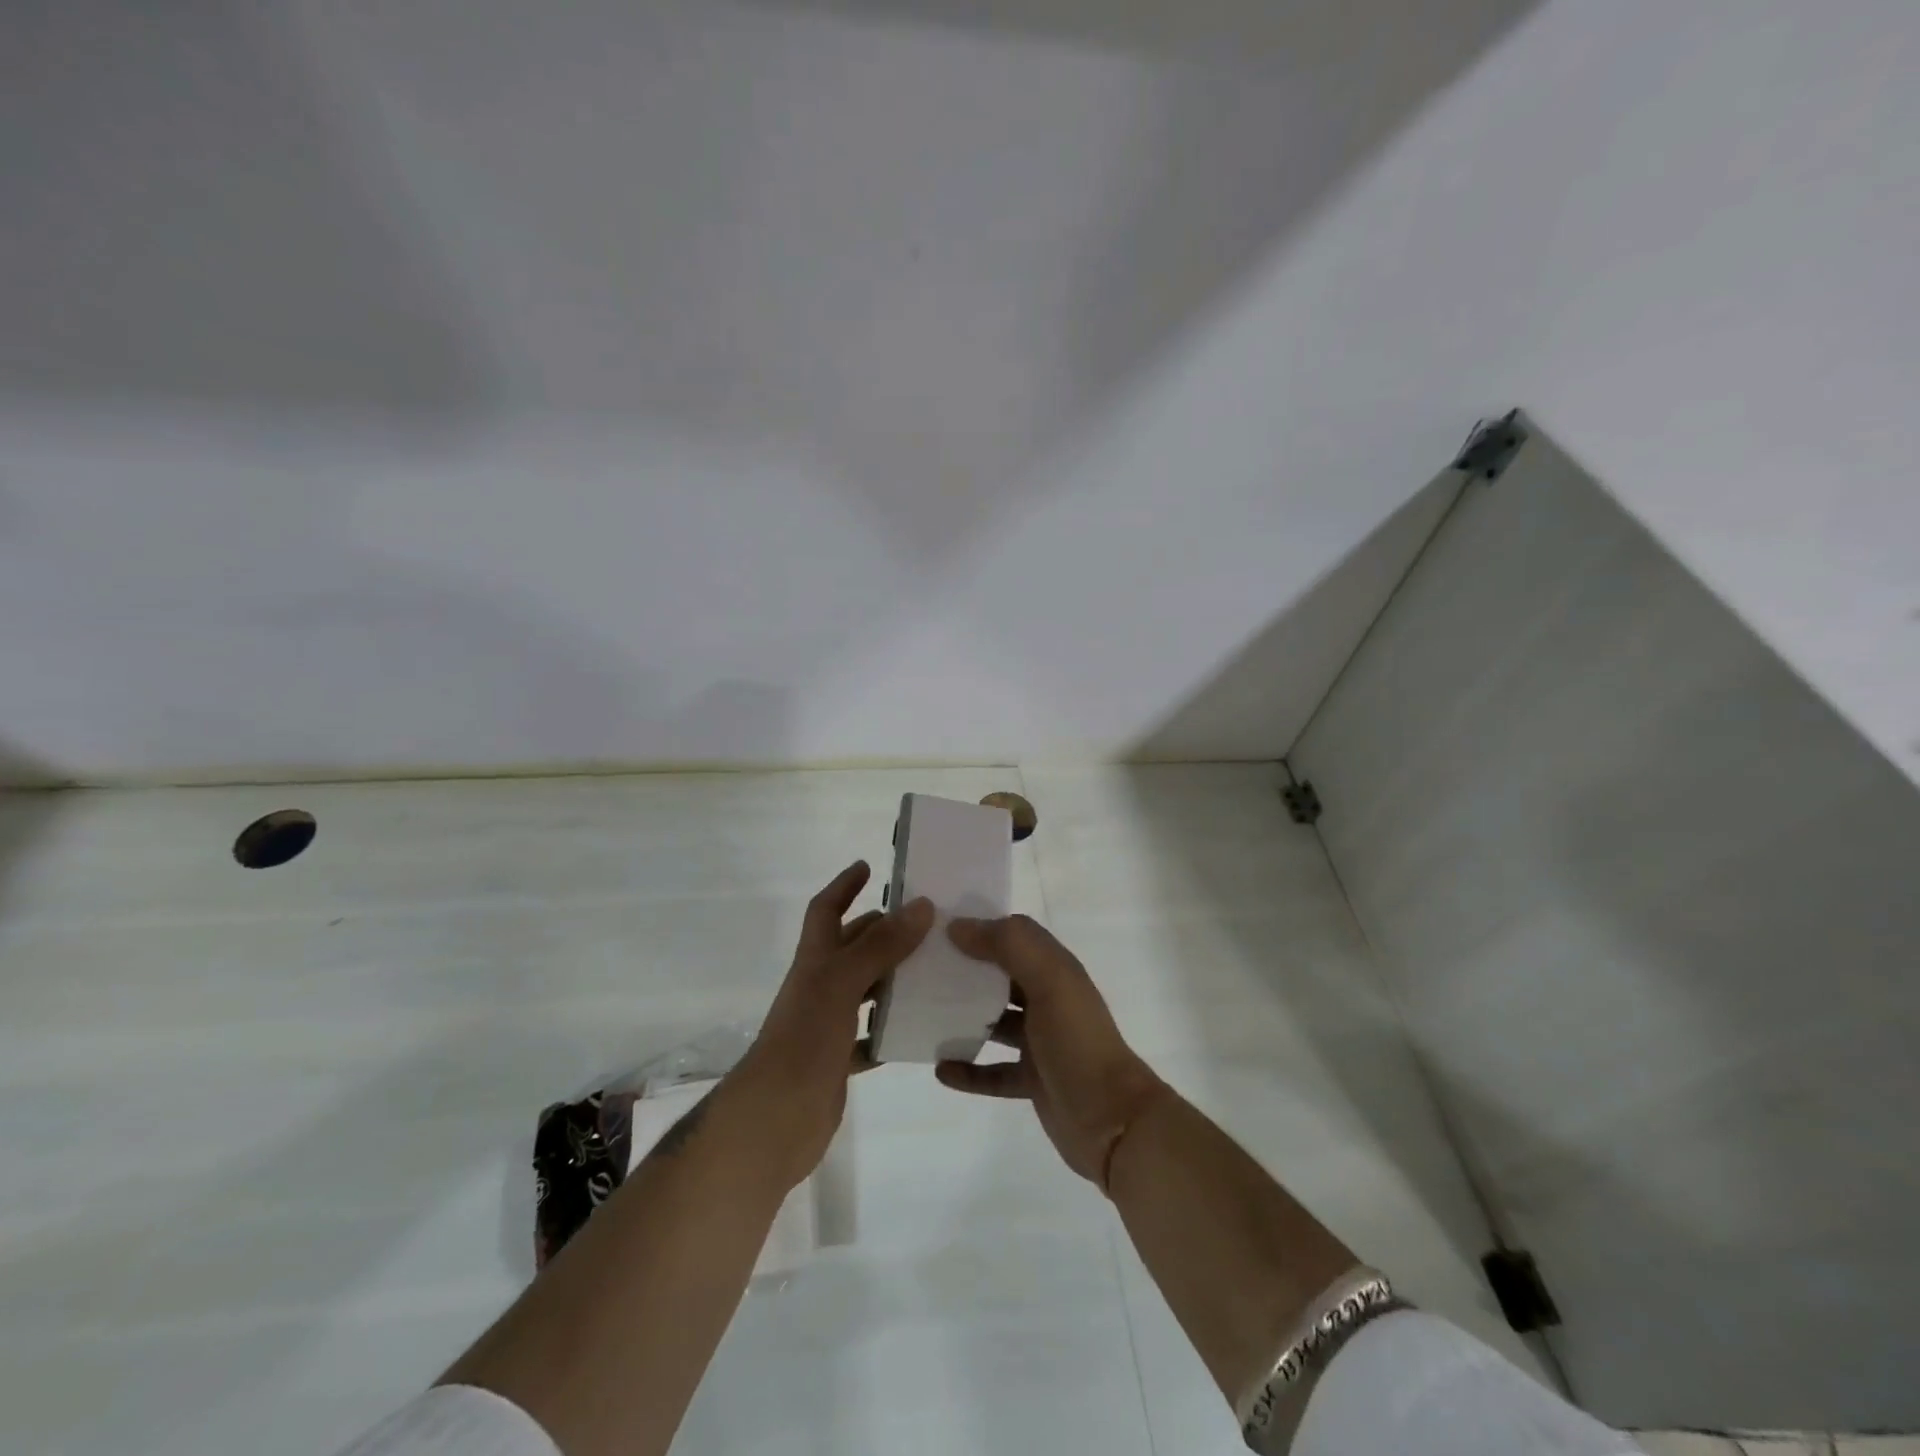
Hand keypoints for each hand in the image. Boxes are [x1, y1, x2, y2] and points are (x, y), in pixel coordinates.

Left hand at [723, 861, 931, 1191]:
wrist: (773, 1122)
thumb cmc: (804, 1041)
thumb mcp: (842, 984)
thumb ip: (881, 946)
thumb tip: (922, 905)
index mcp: (815, 962)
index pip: (826, 911)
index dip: (843, 886)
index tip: (867, 866)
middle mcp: (819, 987)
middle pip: (851, 948)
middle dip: (882, 931)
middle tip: (925, 922)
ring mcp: (827, 1025)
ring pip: (865, 991)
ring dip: (893, 979)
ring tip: (935, 971)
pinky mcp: (837, 1061)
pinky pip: (870, 1038)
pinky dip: (891, 1030)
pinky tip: (920, 1029)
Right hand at [937, 915, 1164, 1190]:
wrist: (1112, 1121)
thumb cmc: (1077, 1041)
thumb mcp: (1049, 981)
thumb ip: (1008, 945)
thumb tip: (959, 926)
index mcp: (1056, 970)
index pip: (1015, 935)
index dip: (981, 927)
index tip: (938, 927)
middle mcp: (1048, 1000)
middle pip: (1000, 976)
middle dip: (966, 970)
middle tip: (920, 969)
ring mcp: (1040, 1042)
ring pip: (994, 1022)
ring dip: (963, 1019)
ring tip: (924, 1015)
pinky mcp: (1032, 1080)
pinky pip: (992, 1071)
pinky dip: (969, 1069)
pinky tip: (941, 1070)